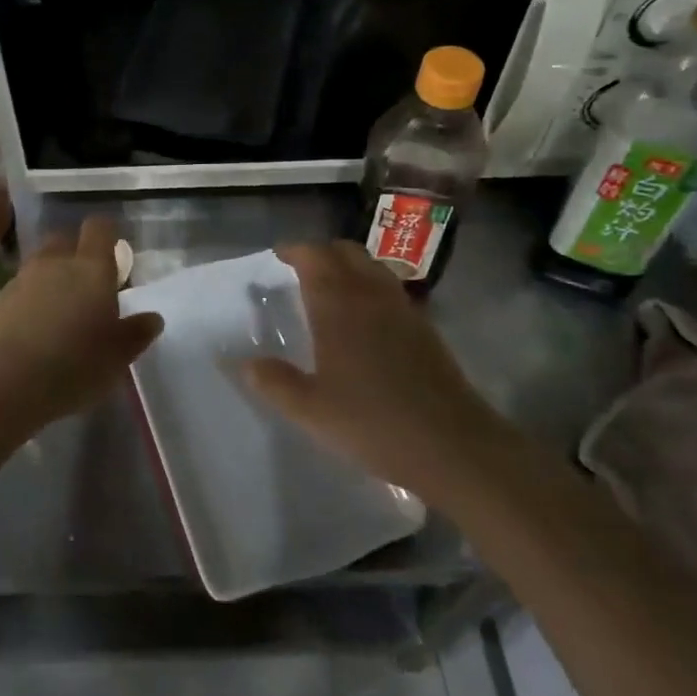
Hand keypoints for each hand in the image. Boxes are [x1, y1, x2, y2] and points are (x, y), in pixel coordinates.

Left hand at [0, 217, 161, 430]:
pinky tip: (31, 329)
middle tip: (85, 283)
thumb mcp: (119, 355)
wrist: (10, 380)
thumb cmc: (77, 362)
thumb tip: (153, 318)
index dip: (106, 234)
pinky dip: (27, 301)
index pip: (99, 228)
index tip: (113, 252)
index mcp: (92, 268)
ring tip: (57, 309)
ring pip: (38, 264)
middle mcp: (55, 263)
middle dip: (73, 252)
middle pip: (63, 239)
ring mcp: (22, 279)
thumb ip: (137, 332)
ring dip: (49, 277)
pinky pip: (18, 291)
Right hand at [245, 241, 488, 498]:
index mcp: (338, 305)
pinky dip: (372, 288)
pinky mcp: (425, 328)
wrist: (451, 444)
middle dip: (322, 253)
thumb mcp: (311, 410)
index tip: (278, 257)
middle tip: (302, 270)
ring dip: (349, 266)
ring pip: (372, 267)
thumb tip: (244, 363)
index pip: (314, 257)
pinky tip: (366, 319)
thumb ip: (274, 382)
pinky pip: (391, 290)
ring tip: (333, 289)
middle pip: (345, 252)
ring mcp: (402, 309)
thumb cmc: (372, 422)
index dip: (294, 251)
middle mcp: (370, 295)